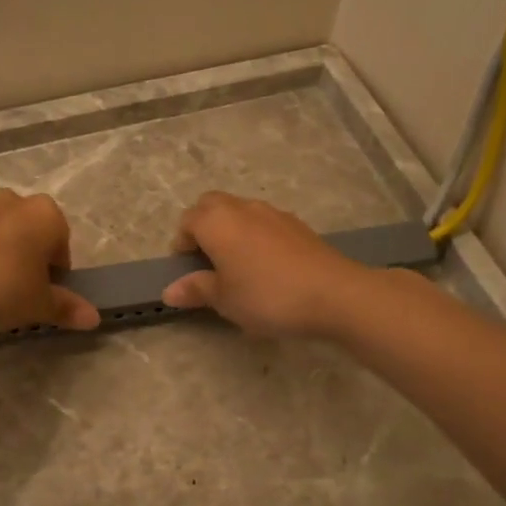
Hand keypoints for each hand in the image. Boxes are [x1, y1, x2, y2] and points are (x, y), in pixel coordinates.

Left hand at [0, 190, 99, 334]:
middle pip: (31, 233)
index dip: (56, 274)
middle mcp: (14, 200)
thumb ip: (67, 308)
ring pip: (1, 232)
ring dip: (1, 253)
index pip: (62, 245)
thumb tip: (94, 318)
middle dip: (29, 258)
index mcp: (46, 214)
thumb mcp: (39, 305)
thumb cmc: (0, 288)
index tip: (42, 295)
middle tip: (19, 292)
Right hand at [160, 192, 369, 337]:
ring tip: (236, 264)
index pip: (187, 220)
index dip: (182, 243)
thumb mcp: (225, 300)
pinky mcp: (297, 224)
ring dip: (231, 230)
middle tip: (207, 260)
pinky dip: (255, 236)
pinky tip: (266, 266)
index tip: (186, 269)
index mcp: (217, 222)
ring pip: (240, 211)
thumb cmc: (267, 296)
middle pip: (212, 205)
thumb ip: (197, 290)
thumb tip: (171, 290)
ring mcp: (273, 213)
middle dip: (203, 226)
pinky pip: (264, 222)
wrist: (334, 294)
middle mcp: (242, 208)